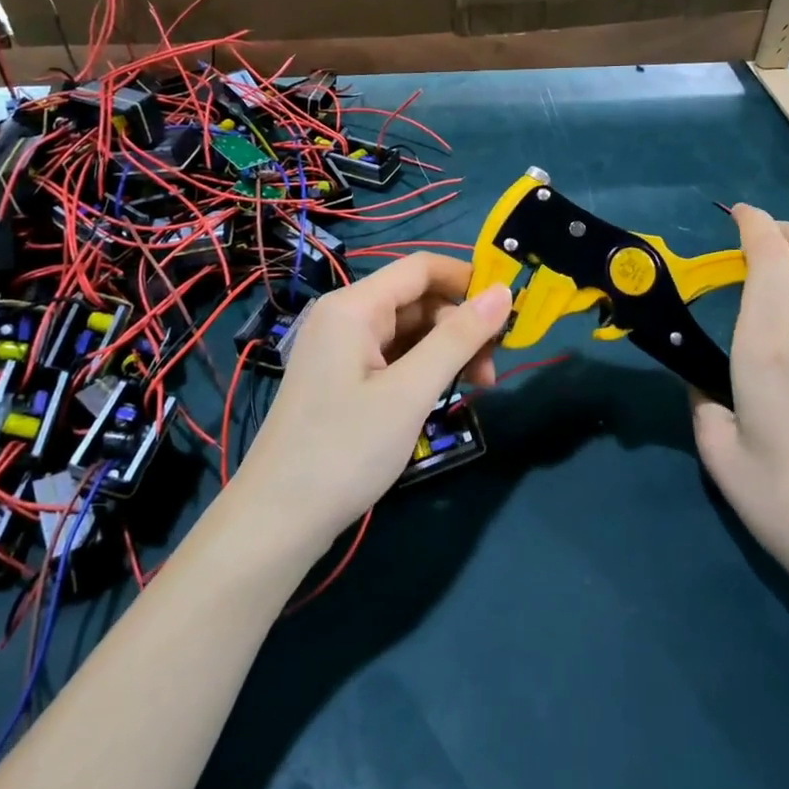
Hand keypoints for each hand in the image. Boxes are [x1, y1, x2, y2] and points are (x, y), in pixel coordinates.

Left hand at [230, 253, 512, 557]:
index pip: (422, 268)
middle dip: (461, 325)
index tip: (510, 311)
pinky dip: (423, 368)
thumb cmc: (346, 449)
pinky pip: (393, 355)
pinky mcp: (342, 378)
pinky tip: (443, 393)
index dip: (469, 279)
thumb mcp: (410, 392)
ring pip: (408, 330)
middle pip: (417, 300)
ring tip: (477, 388)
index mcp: (354, 306)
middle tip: (493, 371)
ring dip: (446, 350)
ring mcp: (341, 348)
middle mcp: (345, 316)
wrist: (278, 520)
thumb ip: (458, 338)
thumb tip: (504, 292)